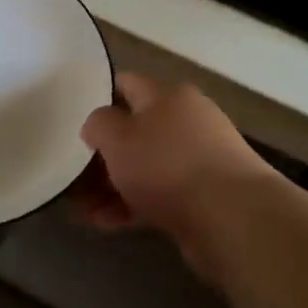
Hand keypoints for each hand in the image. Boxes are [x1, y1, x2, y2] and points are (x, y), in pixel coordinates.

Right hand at [73, 73, 272, 266]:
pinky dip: (133, 206)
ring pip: (146, 166)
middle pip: (136, 130)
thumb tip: (97, 125)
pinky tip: (106, 223)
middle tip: (74, 174)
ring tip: (83, 208)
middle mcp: (187, 120)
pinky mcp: (206, 196)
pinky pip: (160, 195)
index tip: (74, 118)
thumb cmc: (167, 165)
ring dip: (114, 185)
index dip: (99, 97)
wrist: (232, 218)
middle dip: (104, 153)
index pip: (127, 84)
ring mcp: (200, 159)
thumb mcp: (117, 137)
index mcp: (168, 95)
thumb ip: (98, 124)